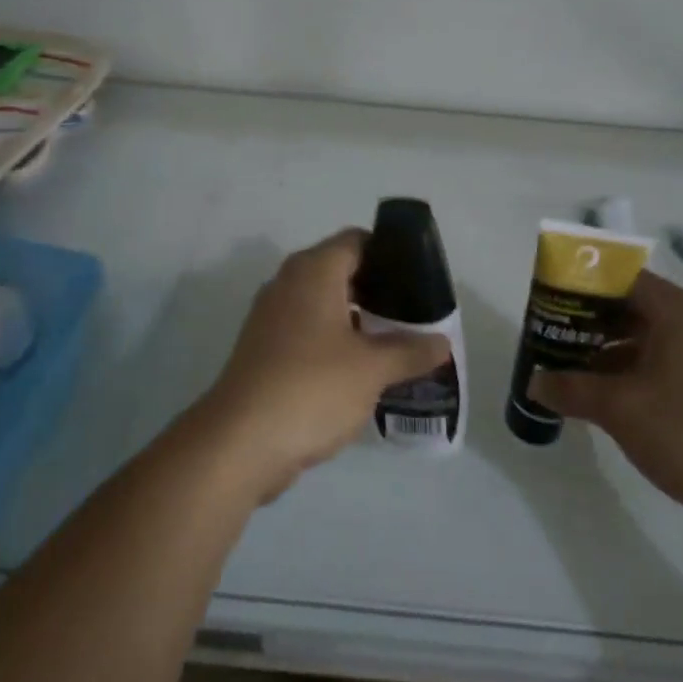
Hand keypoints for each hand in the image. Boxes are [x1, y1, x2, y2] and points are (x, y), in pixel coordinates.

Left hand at [196, 229, 450, 500]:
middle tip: (416, 313)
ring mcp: (273, 317)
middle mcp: (289, 283)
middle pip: (342, 271)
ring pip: (325, 304)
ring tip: (397, 342)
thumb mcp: (372, 369)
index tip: (420, 277)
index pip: (357, 240)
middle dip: (379, 289)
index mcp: (314, 271)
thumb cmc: (311, 387)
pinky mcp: (265, 350)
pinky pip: (309, 332)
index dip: (390, 252)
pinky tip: (363, 369)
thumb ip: (410, 351)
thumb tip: (442, 343)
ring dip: (359, 319)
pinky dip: (336, 342)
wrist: (240, 441)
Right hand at [529, 270, 682, 525]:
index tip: (551, 304)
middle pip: (633, 309)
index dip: (584, 288)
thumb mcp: (620, 409)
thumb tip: (534, 383)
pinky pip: (664, 367)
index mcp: (680, 313)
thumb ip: (571, 389)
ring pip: (648, 341)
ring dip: (609, 353)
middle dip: (590, 324)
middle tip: (553, 338)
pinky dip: (633, 374)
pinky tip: (606, 398)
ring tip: (570, 370)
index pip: (622, 280)